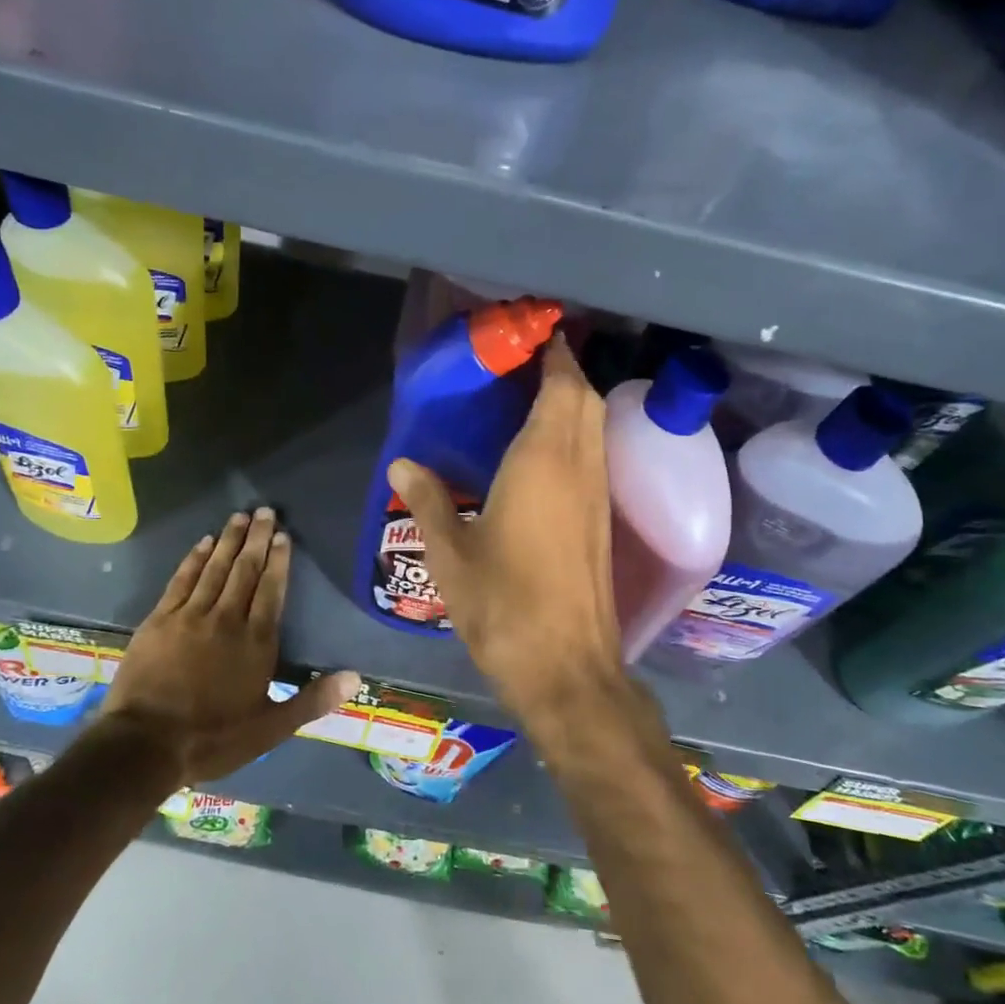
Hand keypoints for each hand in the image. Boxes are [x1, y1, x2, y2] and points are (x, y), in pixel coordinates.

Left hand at [100, 507, 358, 783]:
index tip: (284, 536)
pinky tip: (203, 542)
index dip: (279, 561)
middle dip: (258, 539)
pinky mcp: (160, 619)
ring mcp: (191, 616)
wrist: (146, 744)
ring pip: (215, 568)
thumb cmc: (213, 738)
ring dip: (229, 540)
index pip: (272, 590)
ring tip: (240, 516)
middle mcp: (227, 619)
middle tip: (266, 511)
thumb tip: (355, 677)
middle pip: (245, 570)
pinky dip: (194, 559)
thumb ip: (312, 700)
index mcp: (256, 642)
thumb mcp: (270, 729)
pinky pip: (182, 580)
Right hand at [386, 339, 628, 732]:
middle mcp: (580, 468)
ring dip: (575, 403)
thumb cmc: (503, 605)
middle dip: (565, 373)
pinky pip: (597, 456)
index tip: (534, 335)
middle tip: (526, 365)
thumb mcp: (450, 553)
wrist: (566, 668)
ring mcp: (598, 496)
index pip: (561, 388)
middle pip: (587, 400)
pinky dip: (579, 436)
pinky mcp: (604, 523)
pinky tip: (547, 455)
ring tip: (534, 399)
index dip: (554, 356)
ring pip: (597, 428)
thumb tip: (401, 464)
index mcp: (543, 463)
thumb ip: (427, 501)